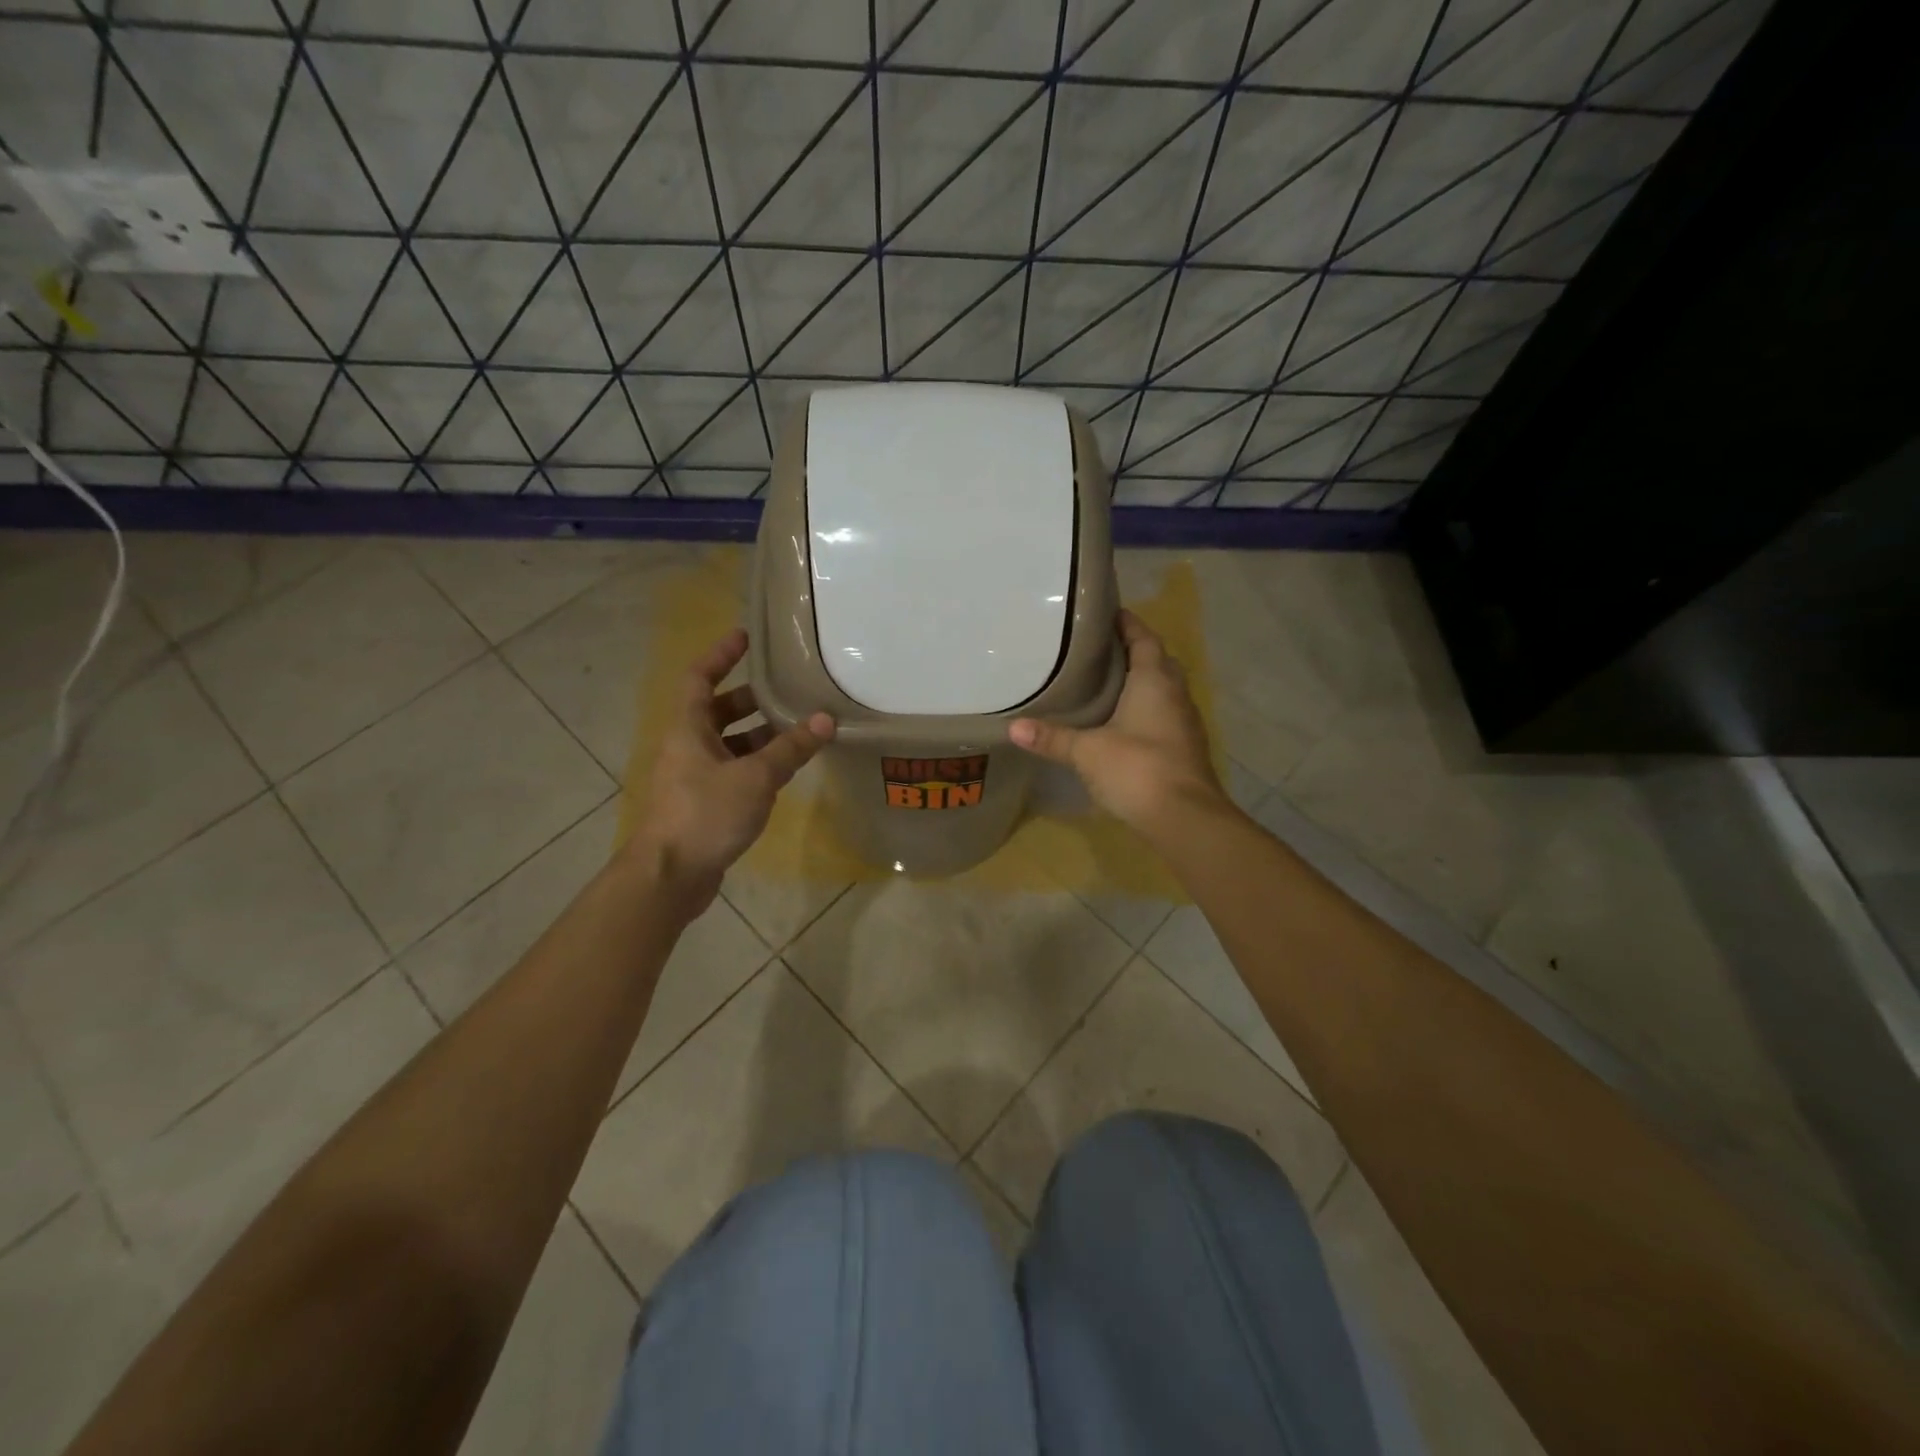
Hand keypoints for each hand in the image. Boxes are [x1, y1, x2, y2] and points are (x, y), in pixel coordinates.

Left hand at [626, 628, 834, 911]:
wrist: (669, 876)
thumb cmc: (706, 814)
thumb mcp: (755, 777)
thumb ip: (790, 748)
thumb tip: (825, 719)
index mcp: (688, 728)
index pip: (699, 677)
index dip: (721, 654)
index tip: (747, 636)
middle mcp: (687, 746)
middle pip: (718, 710)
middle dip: (751, 698)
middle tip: (788, 690)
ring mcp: (693, 777)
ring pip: (729, 744)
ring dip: (759, 735)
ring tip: (798, 729)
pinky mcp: (703, 804)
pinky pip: (733, 771)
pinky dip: (757, 765)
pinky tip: (785, 771)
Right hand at [1009, 609, 1225, 837]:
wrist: (1185, 817)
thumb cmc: (1137, 768)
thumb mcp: (1087, 751)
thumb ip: (1052, 737)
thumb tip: (1013, 727)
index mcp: (1155, 680)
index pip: (1144, 638)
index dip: (1127, 623)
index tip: (1106, 613)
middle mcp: (1175, 694)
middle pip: (1157, 661)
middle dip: (1133, 651)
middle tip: (1099, 649)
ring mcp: (1184, 722)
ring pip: (1163, 689)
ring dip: (1141, 682)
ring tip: (1105, 682)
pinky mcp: (1184, 748)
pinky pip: (1164, 715)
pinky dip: (1145, 710)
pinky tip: (1122, 722)